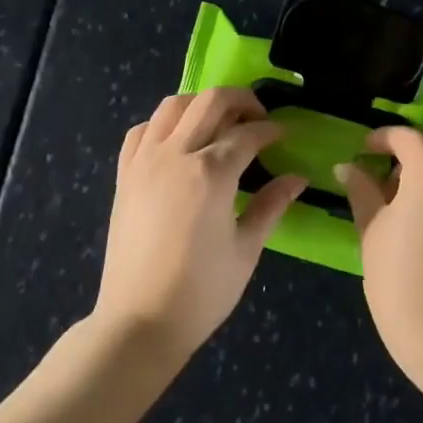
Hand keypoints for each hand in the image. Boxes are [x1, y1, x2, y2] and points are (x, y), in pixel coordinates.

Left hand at [94, 88, 307, 358]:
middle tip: (259, 117)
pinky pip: (142, 130)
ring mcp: (145, 160)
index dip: (272, 130)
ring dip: (201, 104)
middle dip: (242, 100)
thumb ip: (271, 205)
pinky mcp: (124, 174)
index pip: (248, 133)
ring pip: (173, 105)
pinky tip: (178, 141)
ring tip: (219, 123)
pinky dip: (164, 124)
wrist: (138, 322)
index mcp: (211, 173)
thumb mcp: (246, 249)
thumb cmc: (201, 292)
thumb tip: (297, 177)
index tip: (285, 135)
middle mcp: (176, 154)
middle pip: (211, 101)